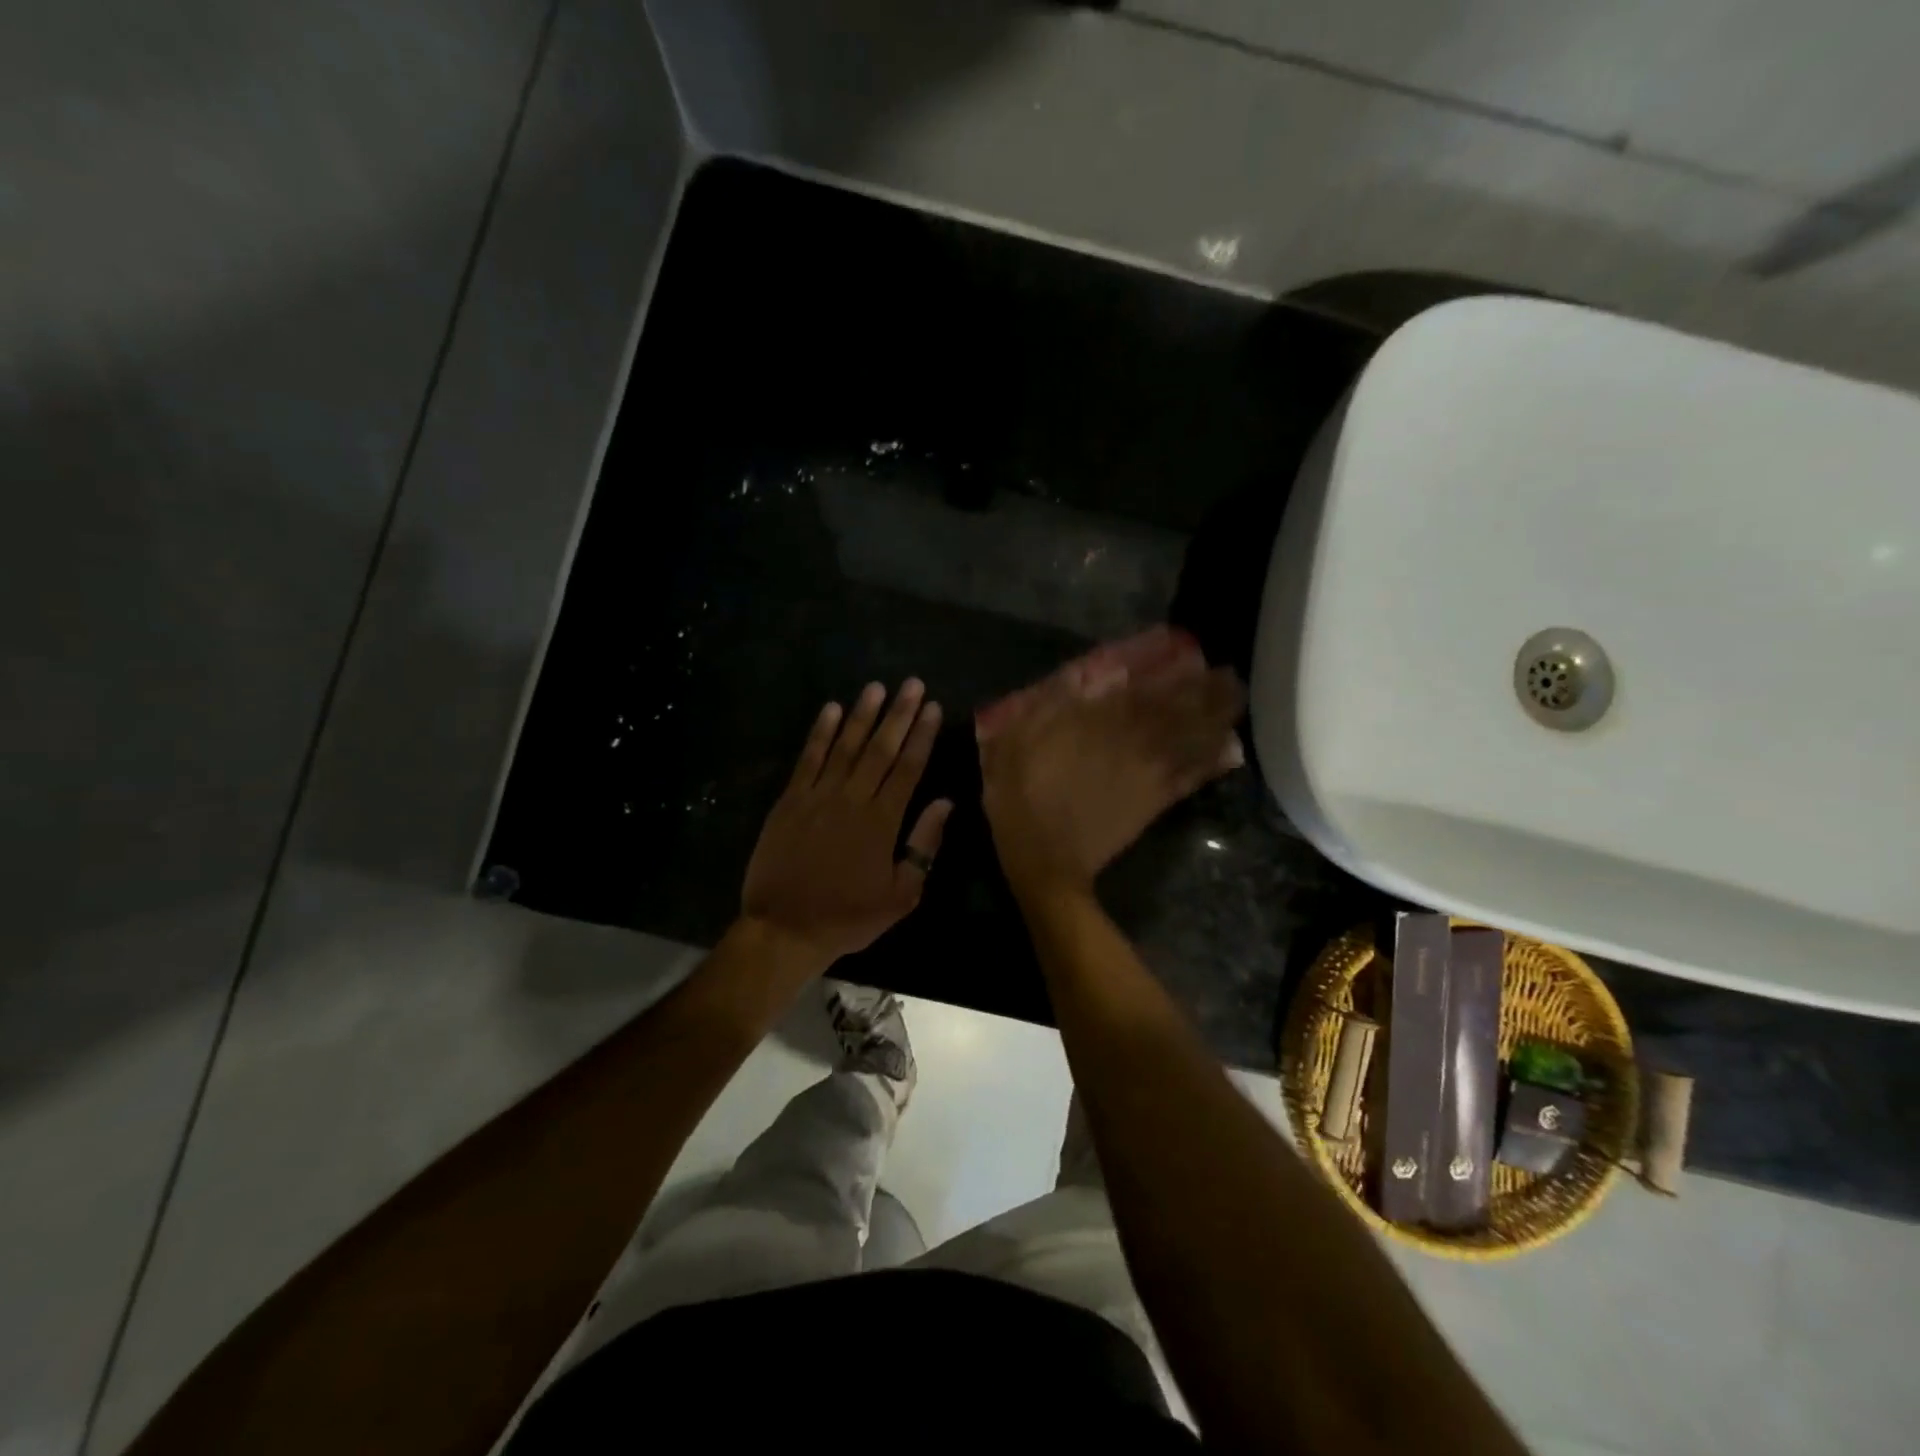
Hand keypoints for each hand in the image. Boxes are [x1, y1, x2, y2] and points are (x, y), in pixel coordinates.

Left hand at [741, 679, 952, 967]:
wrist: (785, 928)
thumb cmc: (848, 916)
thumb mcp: (901, 895)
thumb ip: (924, 846)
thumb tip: (945, 803)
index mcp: (882, 822)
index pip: (908, 768)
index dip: (922, 736)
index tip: (933, 708)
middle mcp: (852, 800)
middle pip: (880, 749)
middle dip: (899, 714)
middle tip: (912, 684)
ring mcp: (818, 797)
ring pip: (845, 746)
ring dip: (862, 714)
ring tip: (876, 687)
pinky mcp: (789, 801)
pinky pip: (808, 759)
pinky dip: (820, 733)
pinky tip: (831, 710)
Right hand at [980, 662, 1243, 900]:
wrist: (1044, 860)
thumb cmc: (1022, 796)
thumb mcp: (1017, 740)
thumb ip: (1052, 704)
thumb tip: (1086, 677)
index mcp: (1100, 722)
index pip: (1148, 689)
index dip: (1176, 673)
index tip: (1196, 656)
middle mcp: (1134, 740)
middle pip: (1182, 710)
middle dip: (1210, 692)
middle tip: (1230, 677)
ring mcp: (1150, 773)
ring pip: (1194, 739)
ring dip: (1218, 719)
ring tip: (1235, 702)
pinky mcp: (1155, 803)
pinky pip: (1192, 777)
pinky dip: (1213, 763)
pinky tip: (1229, 751)